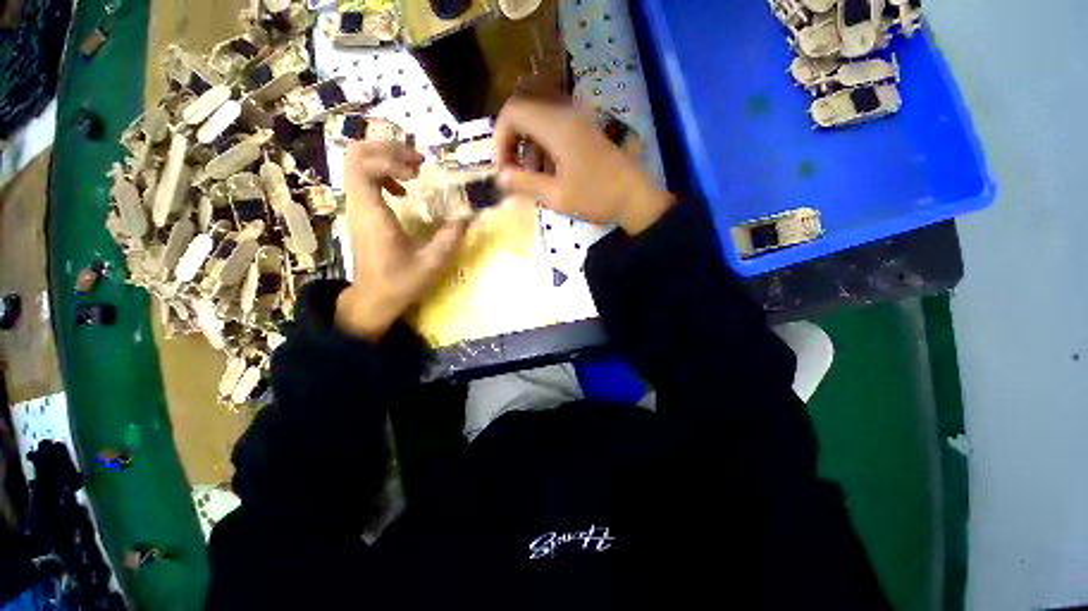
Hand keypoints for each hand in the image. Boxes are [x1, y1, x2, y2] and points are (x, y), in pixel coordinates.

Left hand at [336, 140, 466, 339]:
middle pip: (356, 155)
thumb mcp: (431, 262)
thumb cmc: (400, 282)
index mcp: (371, 213)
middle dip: (388, 149)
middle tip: (417, 162)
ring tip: (414, 172)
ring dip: (387, 160)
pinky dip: (384, 175)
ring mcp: (356, 207)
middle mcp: (358, 204)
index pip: (363, 164)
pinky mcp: (361, 213)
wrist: (373, 299)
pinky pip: (364, 179)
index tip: (417, 172)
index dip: (391, 158)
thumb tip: (468, 215)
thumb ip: (450, 237)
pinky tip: (403, 192)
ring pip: (358, 164)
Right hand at [495, 98, 674, 234]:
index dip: (500, 138)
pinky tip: (550, 170)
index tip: (504, 167)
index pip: (513, 112)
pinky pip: (555, 126)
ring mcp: (579, 118)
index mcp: (556, 126)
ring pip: (539, 119)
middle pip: (524, 111)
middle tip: (515, 171)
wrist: (635, 197)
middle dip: (512, 141)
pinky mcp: (586, 128)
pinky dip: (544, 144)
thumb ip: (525, 183)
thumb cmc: (595, 197)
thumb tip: (501, 176)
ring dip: (528, 143)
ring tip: (532, 175)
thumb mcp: (556, 196)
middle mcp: (566, 113)